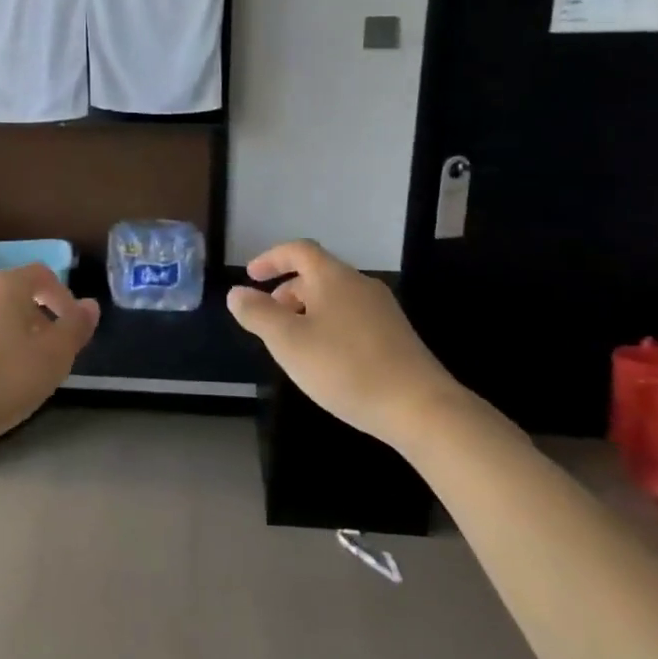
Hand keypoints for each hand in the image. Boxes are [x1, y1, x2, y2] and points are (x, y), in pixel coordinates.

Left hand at [0, 264, 99, 456]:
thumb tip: (90, 305)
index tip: (68, 327)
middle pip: (7, 292)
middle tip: (38, 350)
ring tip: (1, 366)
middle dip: (27, 316)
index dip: (61, 296)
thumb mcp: (51, 361)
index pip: (41, 274)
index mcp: (3, 286)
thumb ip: (74, 328)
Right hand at [226, 240, 468, 447]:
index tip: (251, 276)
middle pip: (317, 274)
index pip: (299, 250)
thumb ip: (258, 314)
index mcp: (333, 277)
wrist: (420, 407)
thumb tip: (237, 293)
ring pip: (334, 298)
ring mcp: (382, 310)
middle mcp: (360, 285)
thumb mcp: (288, 342)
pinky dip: (328, 325)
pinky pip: (351, 317)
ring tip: (292, 343)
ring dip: (307, 311)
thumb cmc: (345, 367)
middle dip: (287, 291)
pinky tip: (325, 359)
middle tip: (268, 318)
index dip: (271, 258)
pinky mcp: (396, 336)